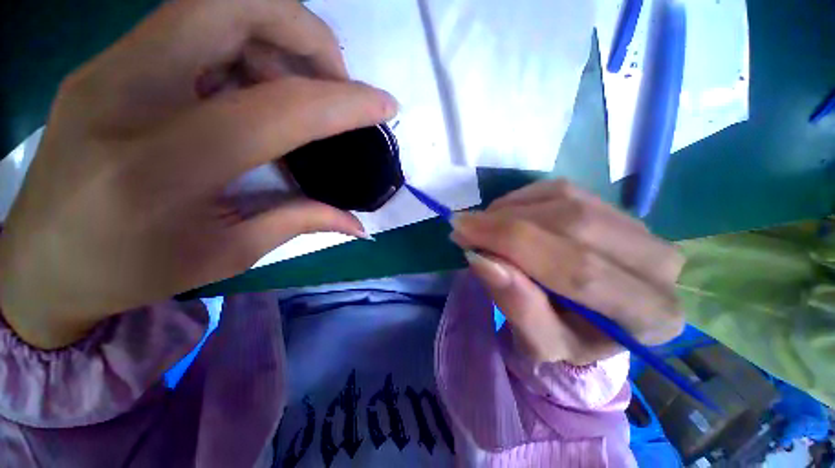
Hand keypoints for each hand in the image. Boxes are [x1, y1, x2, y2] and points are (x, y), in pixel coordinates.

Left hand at [0, 0, 395, 347]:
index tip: (385, 105)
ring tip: (300, 86)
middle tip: (335, 78)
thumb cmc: (133, 271)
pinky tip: (253, 87)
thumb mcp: (229, 255)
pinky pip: (190, 26)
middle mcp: (127, 95)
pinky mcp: (107, 63)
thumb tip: (357, 223)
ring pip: (210, 5)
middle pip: (230, 6)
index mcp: (163, 167)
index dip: (343, 102)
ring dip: (275, 36)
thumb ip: (300, 222)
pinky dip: (242, 44)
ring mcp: (108, 68)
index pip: (277, 109)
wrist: (42, 261)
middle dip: (304, 31)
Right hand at [451, 180, 683, 365]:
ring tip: (480, 226)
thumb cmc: (566, 337)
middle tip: (463, 226)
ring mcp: (639, 226)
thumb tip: (481, 259)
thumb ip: (516, 305)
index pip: (578, 268)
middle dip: (505, 222)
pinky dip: (520, 200)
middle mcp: (658, 263)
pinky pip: (559, 190)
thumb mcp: (538, 342)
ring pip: (564, 200)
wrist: (591, 319)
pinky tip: (502, 216)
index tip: (462, 232)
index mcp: (648, 315)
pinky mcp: (612, 206)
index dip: (511, 243)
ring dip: (509, 210)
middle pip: (573, 225)